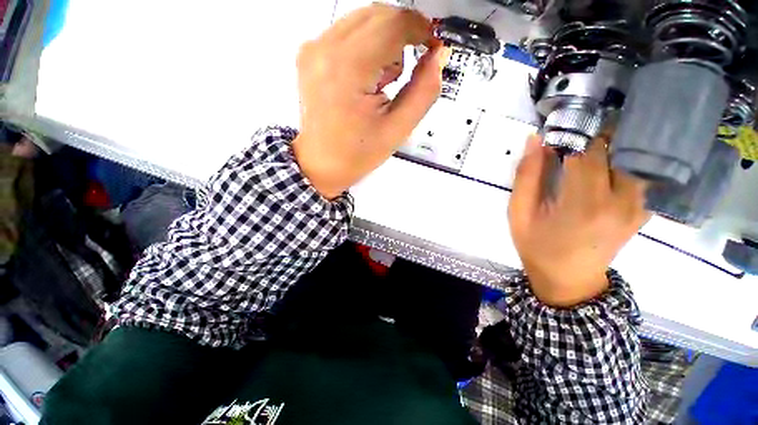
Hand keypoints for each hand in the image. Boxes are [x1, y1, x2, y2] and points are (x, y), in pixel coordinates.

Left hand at [293, 4, 448, 198]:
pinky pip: (348, 32)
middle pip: (379, 14)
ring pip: (364, 20)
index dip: (421, 29)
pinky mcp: (310, 53)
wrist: (321, 164)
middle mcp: (324, 48)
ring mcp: (313, 48)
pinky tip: (365, 78)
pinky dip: (366, 47)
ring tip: (381, 83)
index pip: (393, 23)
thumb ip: (424, 91)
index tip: (433, 48)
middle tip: (405, 74)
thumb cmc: (357, 154)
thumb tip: (438, 56)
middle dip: (403, 36)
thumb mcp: (397, 129)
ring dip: (384, 42)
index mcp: (347, 69)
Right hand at [508, 135, 649, 306]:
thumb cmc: (537, 246)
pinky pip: (640, 174)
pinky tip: (607, 164)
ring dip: (611, 146)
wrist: (568, 279)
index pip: (588, 152)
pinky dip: (624, 161)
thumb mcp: (519, 213)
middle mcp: (621, 201)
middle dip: (593, 137)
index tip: (556, 133)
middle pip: (616, 150)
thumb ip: (526, 176)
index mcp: (585, 204)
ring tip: (589, 147)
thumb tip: (535, 139)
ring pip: (633, 158)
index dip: (571, 135)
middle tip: (572, 137)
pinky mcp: (642, 210)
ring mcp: (638, 207)